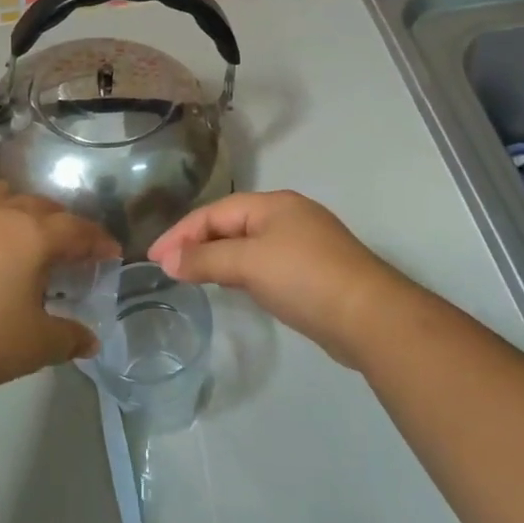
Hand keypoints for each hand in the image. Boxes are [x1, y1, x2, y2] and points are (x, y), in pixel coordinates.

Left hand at [0, 182, 118, 397]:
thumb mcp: (35, 346)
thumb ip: (70, 338)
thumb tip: (91, 340)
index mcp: (33, 234)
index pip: (78, 230)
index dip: (98, 241)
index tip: (110, 252)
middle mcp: (1, 210)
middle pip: (43, 207)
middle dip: (62, 225)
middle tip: (68, 249)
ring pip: (3, 194)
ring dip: (21, 209)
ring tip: (22, 232)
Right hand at [148, 191, 413, 367]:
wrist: (370, 317)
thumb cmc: (304, 279)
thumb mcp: (248, 264)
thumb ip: (205, 260)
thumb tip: (167, 260)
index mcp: (273, 204)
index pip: (214, 212)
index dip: (180, 233)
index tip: (153, 258)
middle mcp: (288, 216)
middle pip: (230, 224)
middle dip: (197, 243)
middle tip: (168, 267)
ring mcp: (304, 243)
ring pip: (248, 245)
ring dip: (218, 257)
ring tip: (192, 275)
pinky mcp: (314, 272)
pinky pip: (265, 263)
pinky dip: (241, 271)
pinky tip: (234, 286)